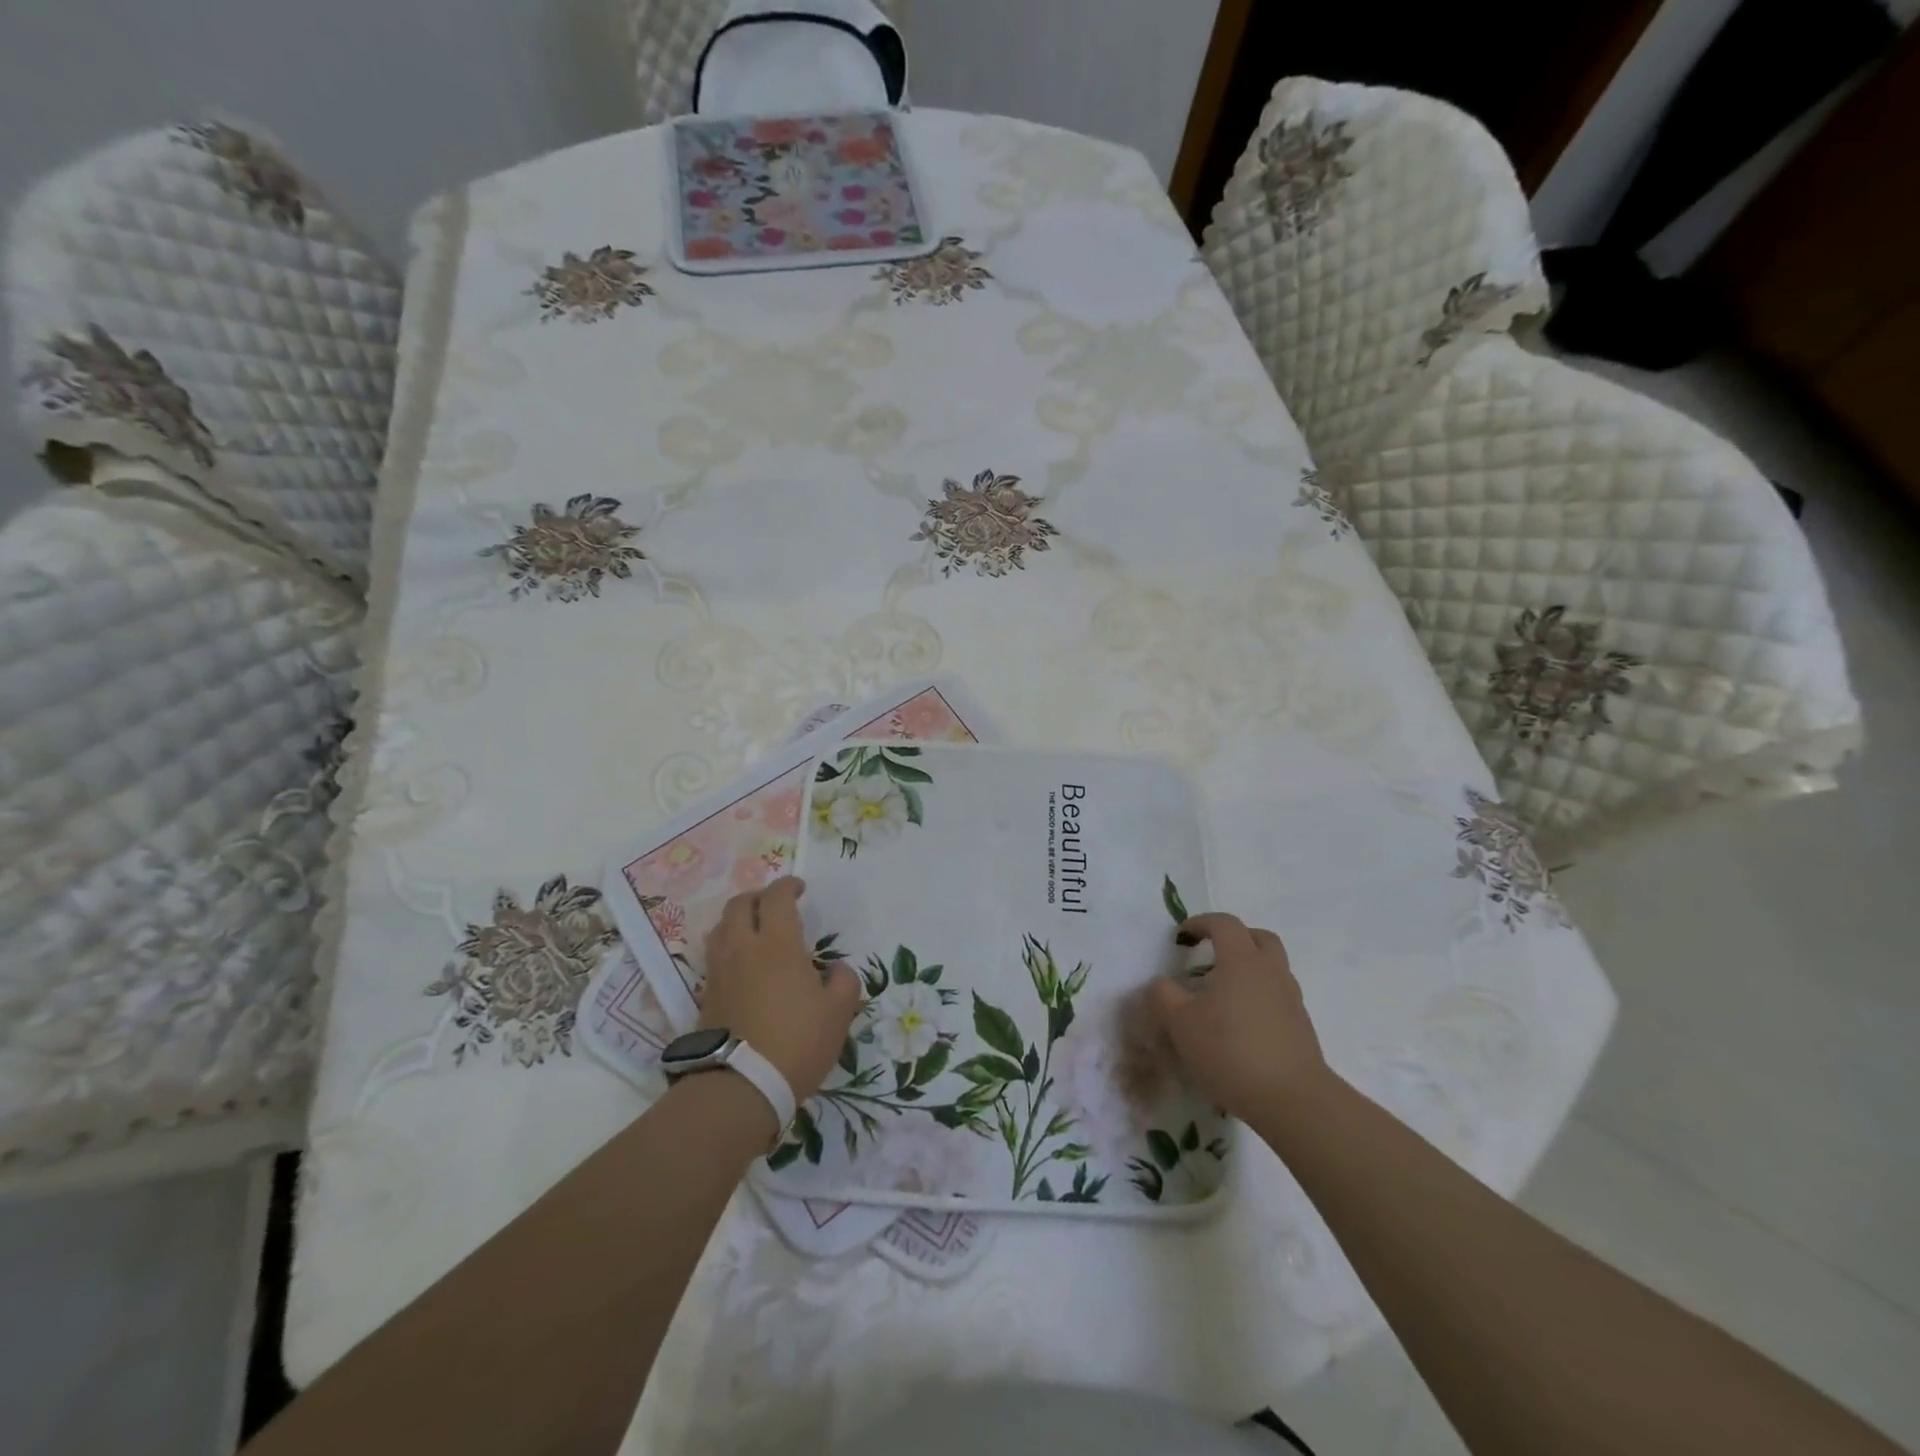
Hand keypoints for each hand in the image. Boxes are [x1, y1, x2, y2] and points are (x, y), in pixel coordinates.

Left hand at [701, 877, 862, 1103]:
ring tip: (755, 931)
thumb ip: (844, 981)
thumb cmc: (796, 1042)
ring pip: (720, 928)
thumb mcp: (839, 1012)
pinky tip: (744, 966)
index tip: (800, 888)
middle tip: (776, 905)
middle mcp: (742, 949)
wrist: (740, 1088)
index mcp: (777, 944)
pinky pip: (715, 957)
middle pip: (739, 904)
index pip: (776, 897)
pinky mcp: (705, 996)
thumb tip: (836, 970)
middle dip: (758, 897)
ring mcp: (719, 972)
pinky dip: (728, 948)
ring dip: (738, 920)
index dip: (788, 886)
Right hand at [1148, 913, 1328, 1121]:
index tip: (1182, 936)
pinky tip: (1240, 1023)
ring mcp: (1291, 999)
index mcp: (1241, 961)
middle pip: (1258, 938)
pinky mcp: (1300, 1027)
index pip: (1224, 924)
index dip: (1201, 923)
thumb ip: (1163, 996)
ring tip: (1222, 993)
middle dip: (1234, 938)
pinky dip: (1258, 996)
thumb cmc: (1230, 1050)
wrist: (1293, 1100)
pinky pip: (1277, 996)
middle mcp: (1271, 972)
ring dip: (1248, 969)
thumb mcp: (1180, 1023)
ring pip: (1272, 968)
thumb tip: (1161, 983)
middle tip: (1211, 953)